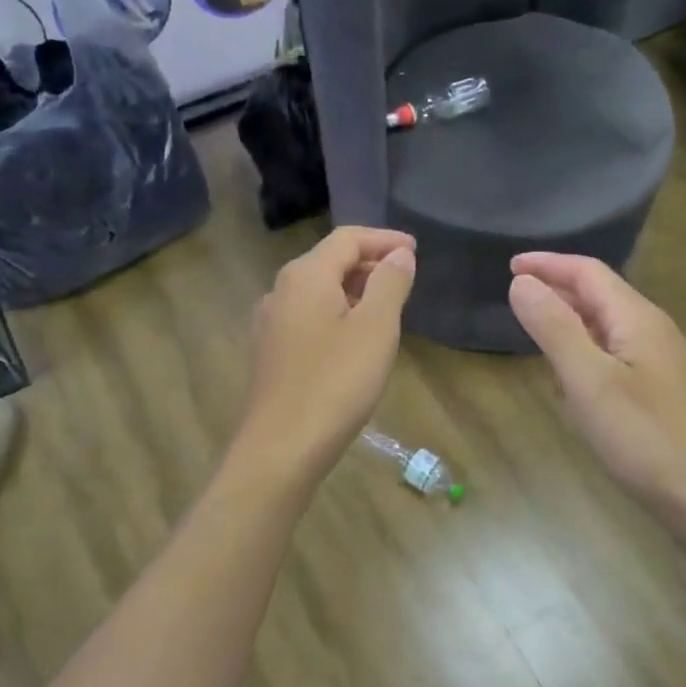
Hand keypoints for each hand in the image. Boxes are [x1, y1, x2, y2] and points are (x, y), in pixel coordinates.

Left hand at [237, 227, 416, 485]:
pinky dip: (336, 316)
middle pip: (329, 262)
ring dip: (353, 292)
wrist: (281, 448)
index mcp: (305, 276)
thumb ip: (389, 283)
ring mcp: (270, 324)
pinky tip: (354, 342)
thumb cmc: (335, 383)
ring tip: (386, 310)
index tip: (415, 250)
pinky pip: (308, 318)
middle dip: (369, 265)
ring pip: (317, 292)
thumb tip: (399, 255)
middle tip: (405, 281)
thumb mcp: (375, 328)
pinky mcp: (270, 354)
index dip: (384, 239)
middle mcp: (280, 291)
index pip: (347, 238)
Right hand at [509, 253, 685, 515]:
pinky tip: (571, 377)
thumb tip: (521, 282)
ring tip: (536, 328)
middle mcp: (653, 332)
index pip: (588, 272)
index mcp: (637, 318)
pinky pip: (615, 357)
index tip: (509, 265)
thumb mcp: (589, 380)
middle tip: (516, 294)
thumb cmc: (646, 437)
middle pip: (600, 295)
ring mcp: (661, 364)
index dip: (548, 264)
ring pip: (607, 327)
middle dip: (558, 288)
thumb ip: (554, 328)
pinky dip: (585, 352)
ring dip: (570, 320)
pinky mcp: (660, 394)